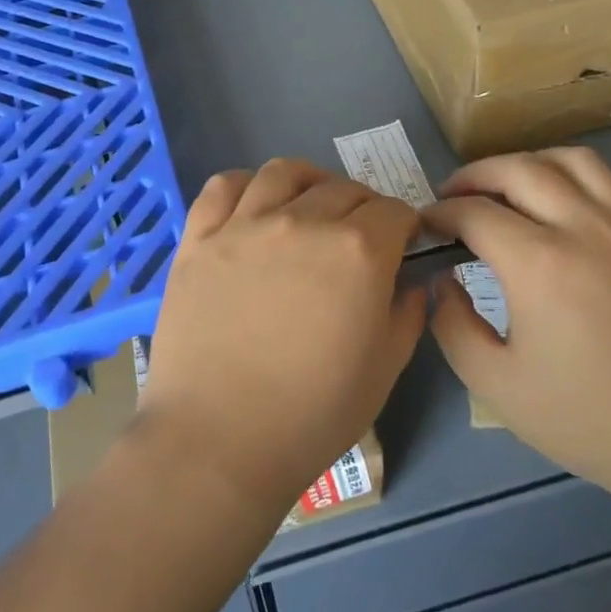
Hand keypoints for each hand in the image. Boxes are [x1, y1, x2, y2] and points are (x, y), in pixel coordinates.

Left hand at [139, 159, 427, 515]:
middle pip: (343, 188)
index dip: (405, 226)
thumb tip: (411, 282)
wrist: (219, 439)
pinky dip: (245, 184)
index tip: (402, 246)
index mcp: (358, 251)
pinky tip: (254, 206)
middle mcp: (303, 221)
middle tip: (360, 237)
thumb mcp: (384, 370)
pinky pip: (223, 186)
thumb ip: (406, 315)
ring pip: (284, 172)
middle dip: (364, 207)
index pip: (394, 211)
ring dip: (309, 182)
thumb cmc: (312, 414)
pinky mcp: (199, 238)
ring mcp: (244, 225)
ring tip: (309, 206)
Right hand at [421, 148, 610, 501]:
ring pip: (568, 160)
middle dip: (473, 176)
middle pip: (517, 169)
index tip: (424, 226)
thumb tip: (444, 280)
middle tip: (451, 198)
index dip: (439, 213)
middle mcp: (583, 228)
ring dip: (525, 164)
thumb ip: (452, 323)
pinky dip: (569, 176)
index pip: (473, 213)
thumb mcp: (494, 383)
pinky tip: (558, 207)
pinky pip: (606, 181)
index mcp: (539, 264)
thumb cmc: (587, 420)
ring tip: (504, 189)